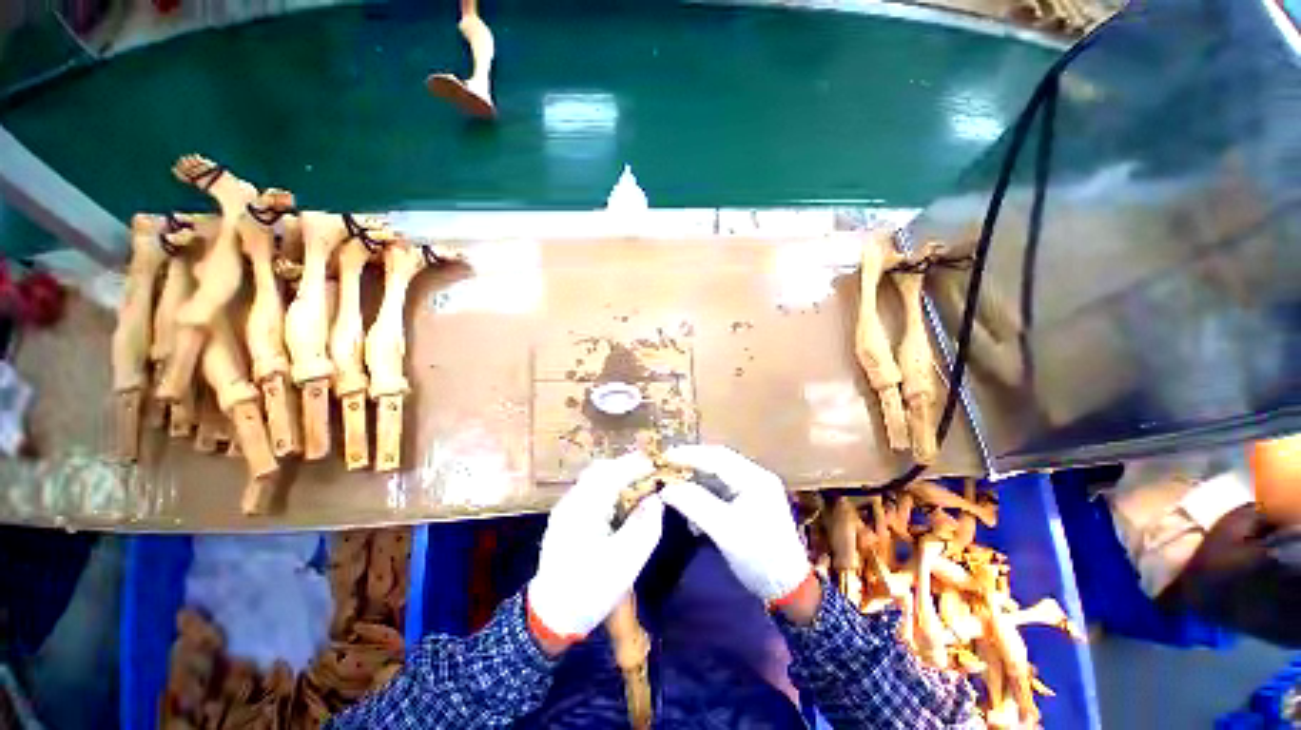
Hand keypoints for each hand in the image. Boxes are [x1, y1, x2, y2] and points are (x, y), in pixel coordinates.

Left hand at [528, 453, 663, 651]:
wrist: (551, 615)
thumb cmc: (590, 590)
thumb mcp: (625, 563)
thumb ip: (645, 526)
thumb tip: (656, 499)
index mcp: (584, 509)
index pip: (613, 473)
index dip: (636, 465)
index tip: (657, 465)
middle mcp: (572, 501)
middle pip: (602, 470)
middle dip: (627, 466)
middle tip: (650, 472)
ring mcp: (566, 507)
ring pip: (595, 478)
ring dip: (618, 474)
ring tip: (639, 482)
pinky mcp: (567, 516)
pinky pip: (591, 489)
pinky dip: (609, 485)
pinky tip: (621, 498)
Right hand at [659, 445, 812, 606]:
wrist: (788, 589)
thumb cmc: (759, 558)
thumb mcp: (724, 530)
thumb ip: (695, 504)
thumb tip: (666, 489)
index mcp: (755, 478)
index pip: (718, 457)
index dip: (690, 454)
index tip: (665, 456)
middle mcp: (755, 477)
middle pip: (718, 462)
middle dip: (691, 464)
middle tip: (666, 468)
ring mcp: (754, 489)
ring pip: (718, 476)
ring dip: (696, 481)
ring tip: (674, 486)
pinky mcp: (749, 502)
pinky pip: (721, 490)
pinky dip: (704, 495)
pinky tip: (691, 507)